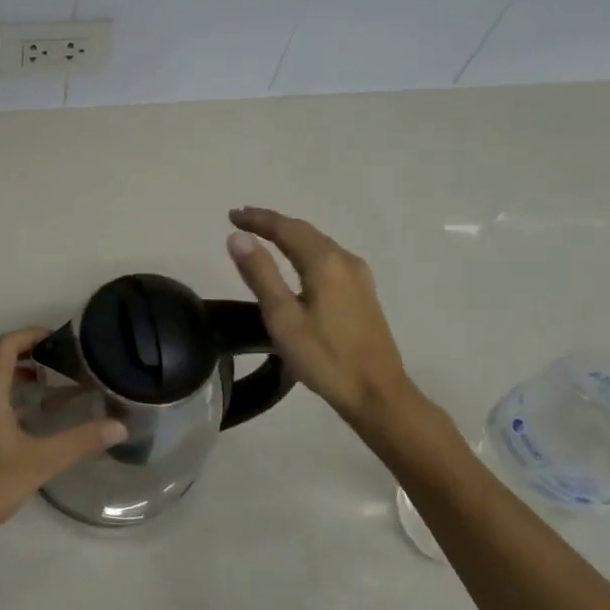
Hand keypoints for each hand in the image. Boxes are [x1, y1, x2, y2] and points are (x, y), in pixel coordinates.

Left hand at [0, 327, 126, 558]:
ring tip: (46, 380)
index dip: (31, 335)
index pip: (5, 345)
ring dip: (12, 369)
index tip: (60, 338)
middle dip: (22, 348)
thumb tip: (119, 426)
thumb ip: (80, 441)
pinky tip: (28, 413)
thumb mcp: (40, 461)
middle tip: (55, 356)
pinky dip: (4, 390)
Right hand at [225, 207, 417, 434]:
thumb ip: (260, 274)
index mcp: (325, 262)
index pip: (286, 228)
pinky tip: (296, 262)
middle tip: (242, 221)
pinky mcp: (363, 292)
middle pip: (304, 231)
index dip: (257, 219)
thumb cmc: (325, 358)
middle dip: (273, 223)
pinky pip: (329, 258)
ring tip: (264, 237)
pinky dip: (305, 250)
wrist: (377, 393)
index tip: (232, 215)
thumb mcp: (283, 318)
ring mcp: (359, 276)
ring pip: (318, 244)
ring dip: (289, 235)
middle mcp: (345, 260)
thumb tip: (238, 237)